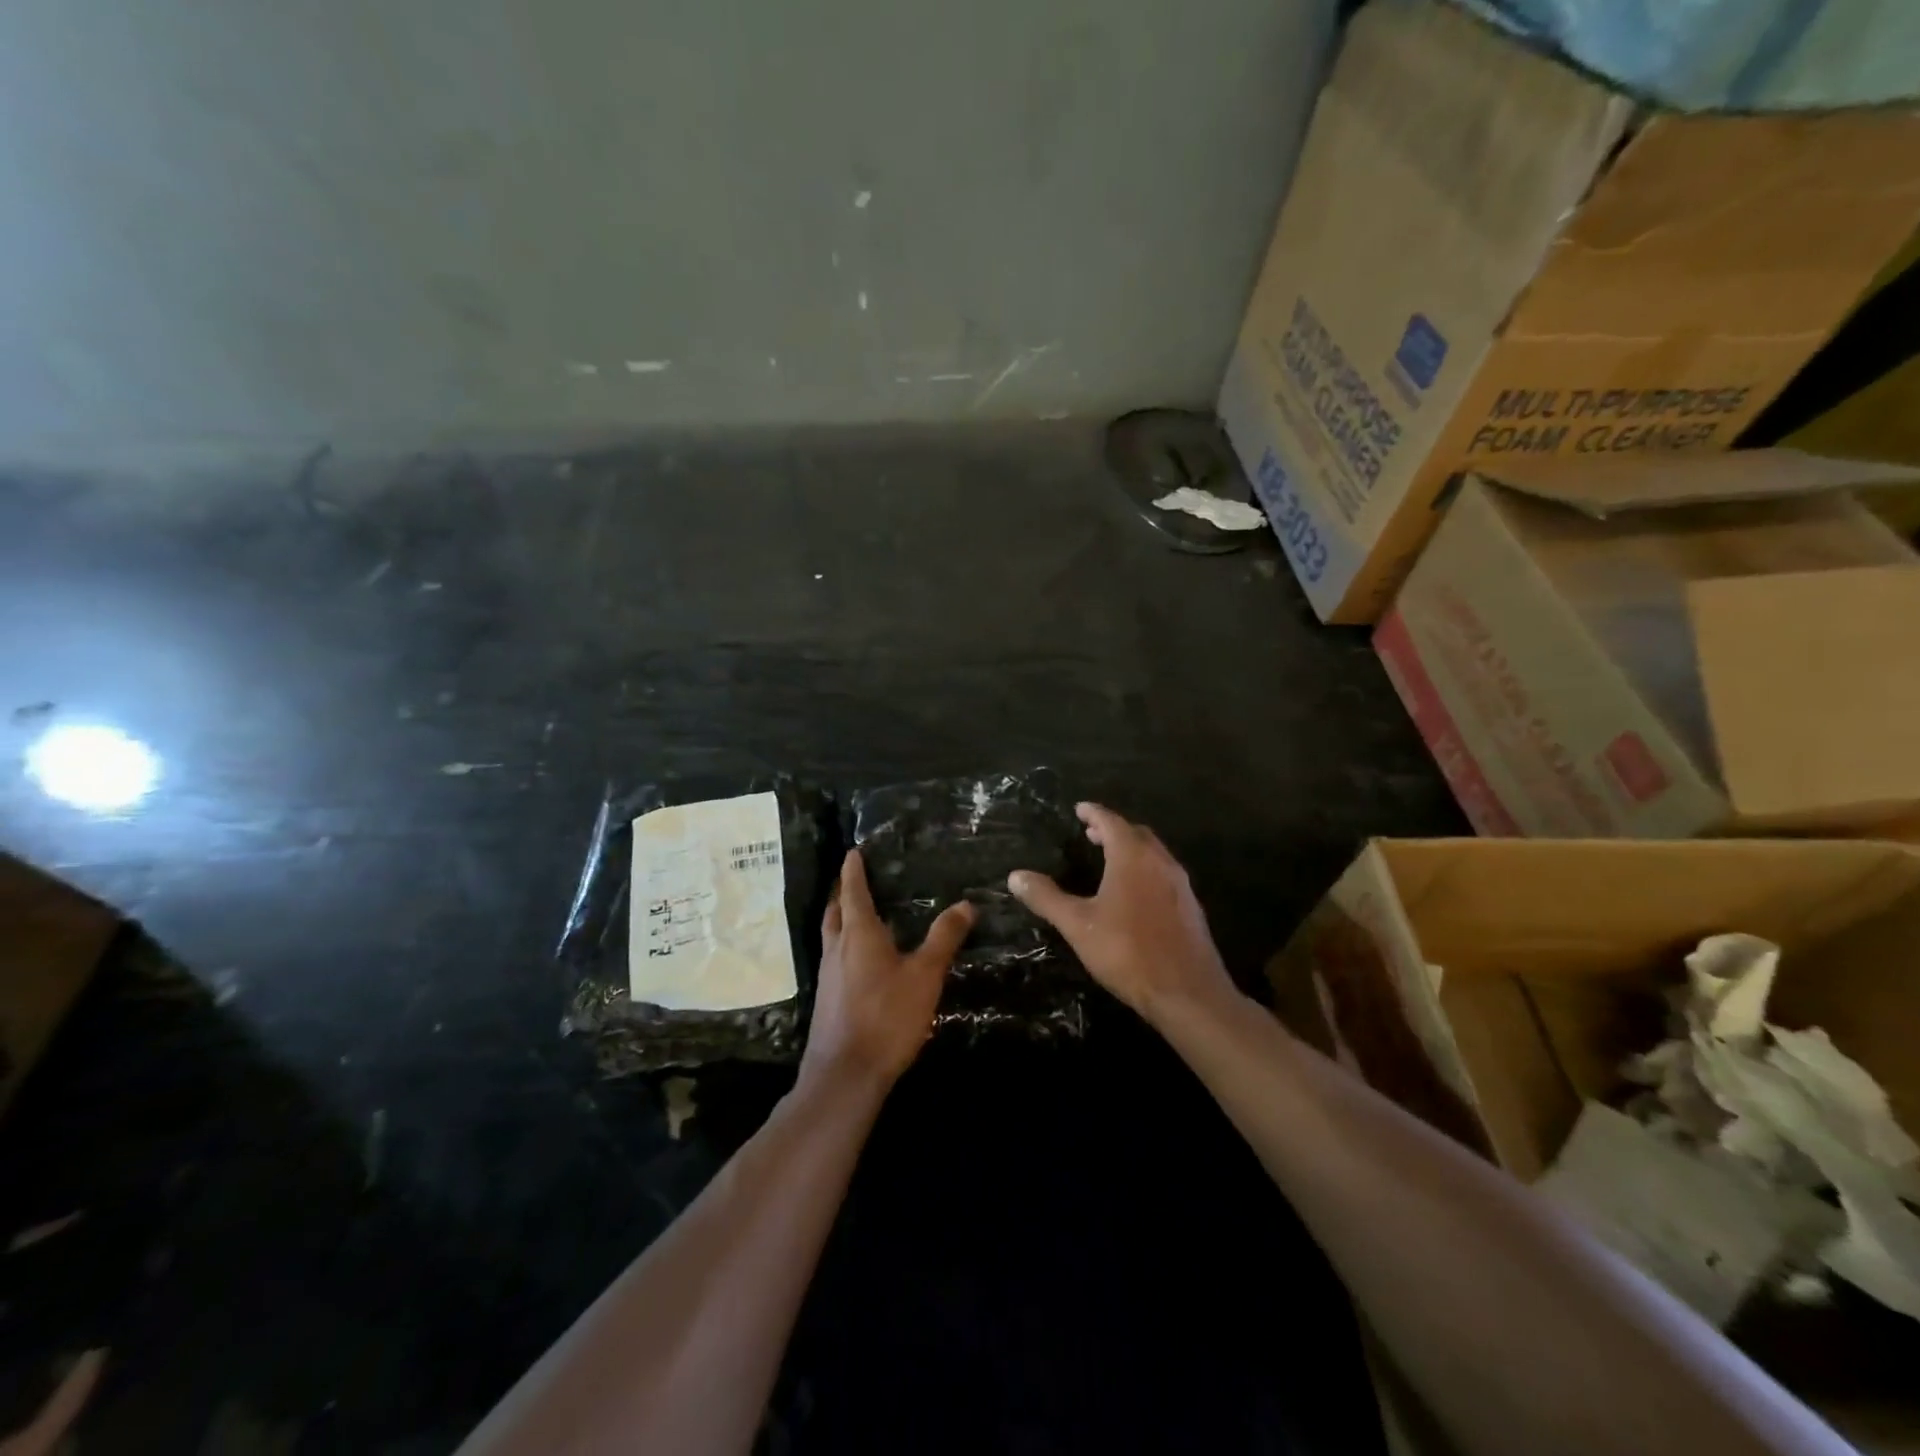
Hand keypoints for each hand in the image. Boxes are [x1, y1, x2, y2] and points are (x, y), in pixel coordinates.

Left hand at [800, 849, 973, 1092]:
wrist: (845, 1074)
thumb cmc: (886, 1016)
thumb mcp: (925, 975)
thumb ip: (943, 938)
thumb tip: (965, 904)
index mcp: (858, 934)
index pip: (852, 891)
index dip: (853, 870)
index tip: (853, 852)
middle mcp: (837, 948)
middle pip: (834, 911)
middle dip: (842, 893)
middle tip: (855, 880)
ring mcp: (828, 975)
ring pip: (832, 936)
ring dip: (841, 920)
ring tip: (860, 915)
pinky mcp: (828, 999)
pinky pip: (835, 959)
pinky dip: (845, 946)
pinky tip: (862, 961)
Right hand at [1009, 802, 1235, 1025]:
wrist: (1187, 992)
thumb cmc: (1127, 951)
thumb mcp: (1078, 925)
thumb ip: (1047, 898)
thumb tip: (1016, 876)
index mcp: (1132, 857)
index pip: (1111, 821)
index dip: (1093, 813)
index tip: (1080, 808)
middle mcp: (1160, 862)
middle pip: (1136, 833)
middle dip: (1113, 829)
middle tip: (1092, 834)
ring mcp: (1180, 885)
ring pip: (1154, 854)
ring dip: (1132, 849)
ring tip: (1110, 860)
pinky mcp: (1190, 907)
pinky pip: (1164, 874)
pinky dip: (1146, 870)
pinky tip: (1135, 893)